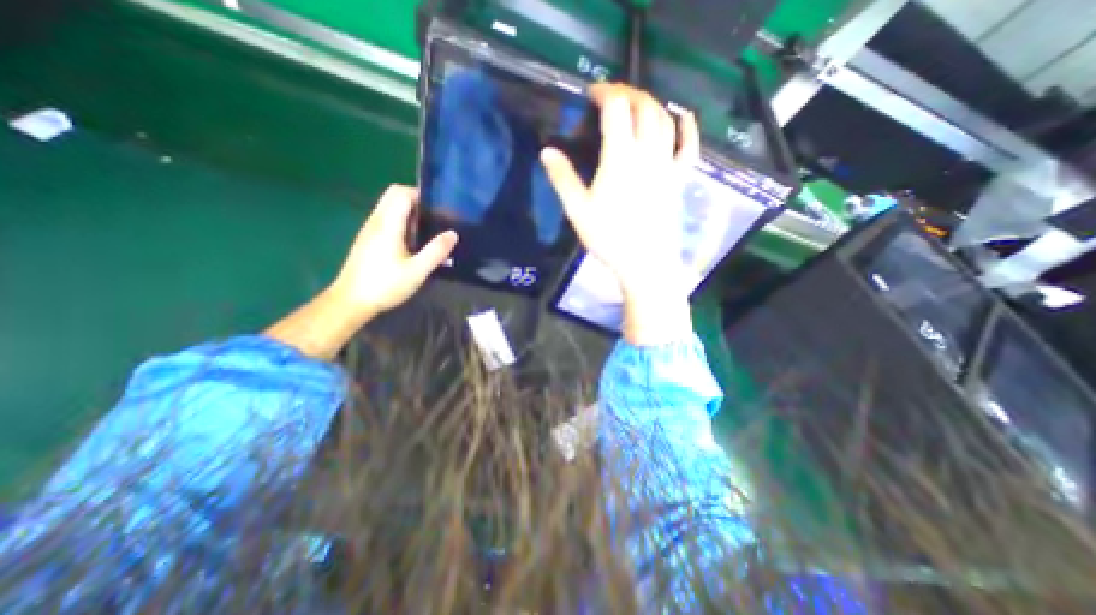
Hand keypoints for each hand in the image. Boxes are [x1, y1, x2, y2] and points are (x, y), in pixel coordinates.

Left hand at [330, 186, 459, 321]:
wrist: (351, 301)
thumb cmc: (385, 285)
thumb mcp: (417, 271)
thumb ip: (436, 251)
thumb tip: (453, 233)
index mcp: (387, 225)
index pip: (401, 193)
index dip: (420, 194)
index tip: (438, 208)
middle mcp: (376, 221)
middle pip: (393, 195)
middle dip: (414, 199)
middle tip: (434, 217)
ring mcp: (369, 230)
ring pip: (388, 207)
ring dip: (407, 211)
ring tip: (427, 230)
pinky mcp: (367, 240)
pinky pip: (385, 219)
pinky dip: (400, 221)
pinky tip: (412, 243)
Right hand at [541, 83, 700, 346]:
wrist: (645, 263)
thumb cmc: (609, 238)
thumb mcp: (578, 210)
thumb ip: (562, 178)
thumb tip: (546, 150)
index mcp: (620, 157)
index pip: (617, 107)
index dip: (605, 92)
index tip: (592, 94)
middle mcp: (648, 152)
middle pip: (644, 106)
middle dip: (628, 93)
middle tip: (612, 97)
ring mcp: (668, 165)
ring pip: (665, 120)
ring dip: (651, 104)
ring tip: (637, 104)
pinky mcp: (679, 179)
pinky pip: (689, 147)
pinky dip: (688, 127)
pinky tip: (683, 117)